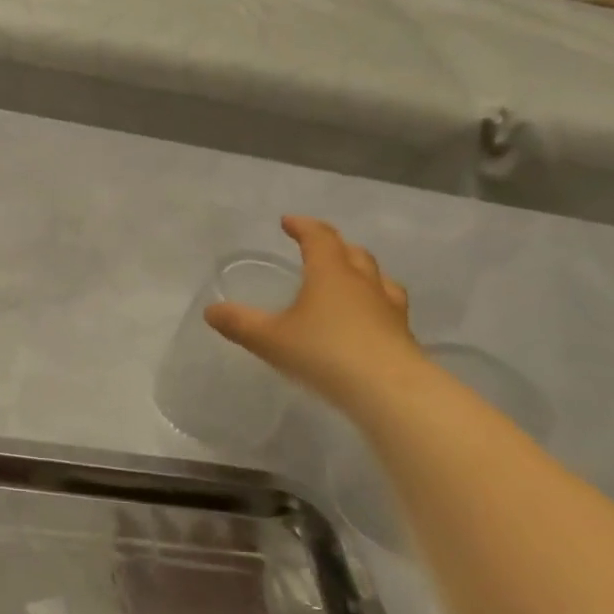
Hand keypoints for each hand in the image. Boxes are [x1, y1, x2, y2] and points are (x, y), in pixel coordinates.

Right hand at [205, 215, 424, 412]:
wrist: (389, 392)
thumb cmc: (325, 353)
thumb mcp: (271, 339)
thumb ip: (240, 324)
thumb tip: (210, 311)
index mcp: (330, 274)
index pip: (319, 237)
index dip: (303, 226)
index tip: (288, 222)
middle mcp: (363, 284)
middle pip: (353, 253)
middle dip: (334, 246)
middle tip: (318, 248)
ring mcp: (388, 309)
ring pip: (379, 278)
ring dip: (362, 272)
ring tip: (350, 280)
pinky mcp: (402, 336)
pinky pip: (389, 307)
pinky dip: (374, 304)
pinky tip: (367, 320)